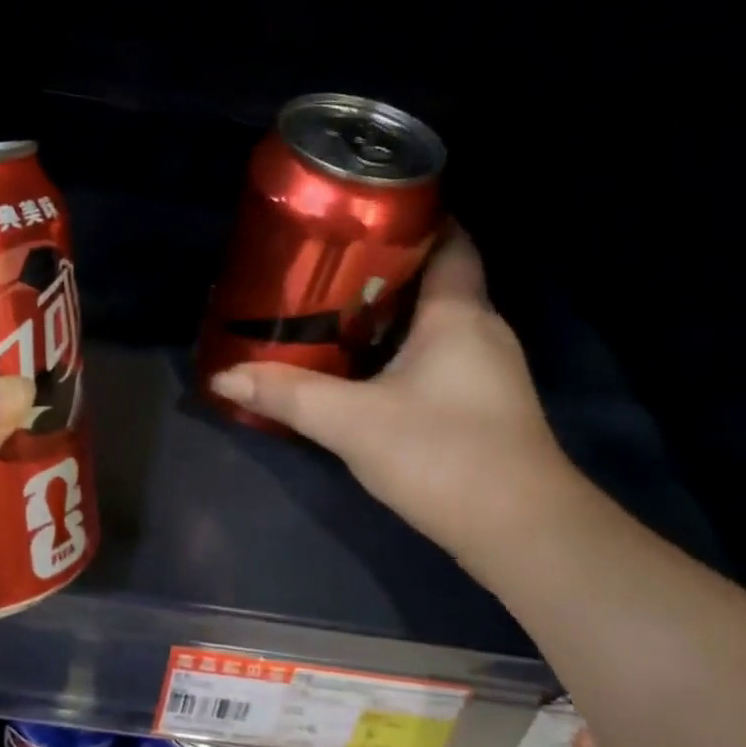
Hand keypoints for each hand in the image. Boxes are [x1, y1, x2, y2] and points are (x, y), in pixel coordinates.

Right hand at [208, 228, 571, 553]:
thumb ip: (288, 395)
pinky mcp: (482, 405)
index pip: (451, 240)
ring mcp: (487, 370)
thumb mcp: (353, 422)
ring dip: (389, 311)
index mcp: (459, 314)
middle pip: (435, 279)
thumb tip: (224, 374)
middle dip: (383, 267)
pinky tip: (361, 366)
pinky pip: (436, 355)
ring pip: (434, 321)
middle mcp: (481, 331)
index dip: (415, 217)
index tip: (361, 213)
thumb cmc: (444, 455)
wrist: (522, 533)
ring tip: (330, 308)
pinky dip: (400, 348)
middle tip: (324, 264)